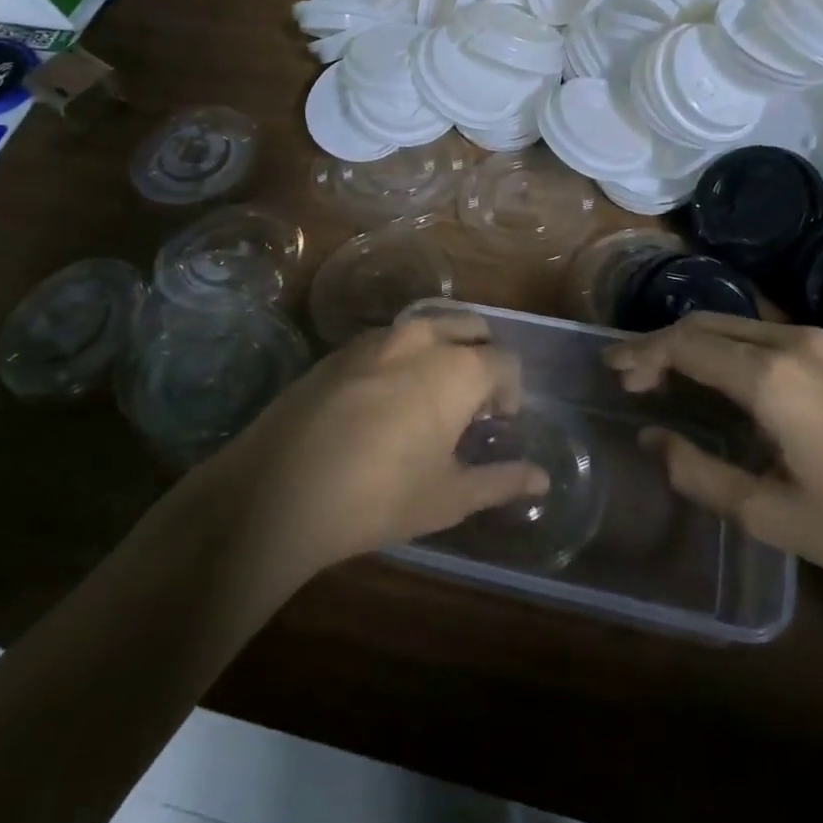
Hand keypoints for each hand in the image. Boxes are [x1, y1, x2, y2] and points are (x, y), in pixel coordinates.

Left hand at [212, 314, 549, 571]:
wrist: (280, 488)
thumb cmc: (380, 495)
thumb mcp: (449, 496)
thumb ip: (501, 480)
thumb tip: (541, 478)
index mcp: (458, 367)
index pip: (505, 362)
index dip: (511, 391)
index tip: (500, 422)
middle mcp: (421, 337)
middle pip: (470, 328)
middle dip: (482, 357)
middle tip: (472, 403)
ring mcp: (376, 337)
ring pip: (427, 326)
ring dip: (443, 350)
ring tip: (431, 397)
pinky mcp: (340, 348)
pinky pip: (388, 339)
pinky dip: (404, 356)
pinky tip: (385, 398)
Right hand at [607, 313, 822, 610]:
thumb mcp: (771, 515)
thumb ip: (698, 473)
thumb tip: (651, 439)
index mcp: (770, 377)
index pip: (684, 346)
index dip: (641, 354)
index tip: (611, 369)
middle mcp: (794, 343)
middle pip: (707, 325)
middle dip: (662, 344)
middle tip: (633, 375)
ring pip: (738, 326)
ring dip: (697, 344)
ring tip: (669, 377)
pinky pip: (768, 337)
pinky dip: (730, 349)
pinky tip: (726, 381)